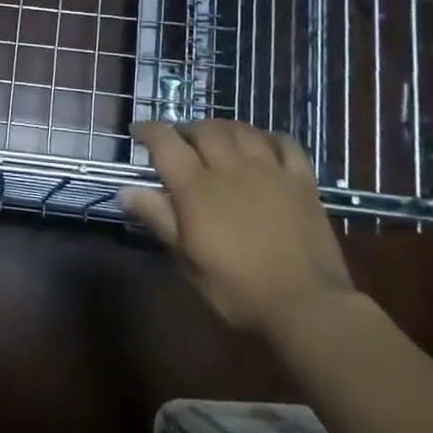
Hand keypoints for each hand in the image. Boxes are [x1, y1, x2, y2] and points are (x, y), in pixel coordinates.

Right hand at [120, 120, 353, 333]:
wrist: (306, 304)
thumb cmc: (237, 289)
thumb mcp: (188, 261)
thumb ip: (158, 219)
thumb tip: (125, 191)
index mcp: (197, 187)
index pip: (166, 142)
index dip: (148, 130)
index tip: (137, 131)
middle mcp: (231, 167)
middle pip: (204, 129)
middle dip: (186, 129)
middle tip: (179, 140)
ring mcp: (270, 170)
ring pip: (241, 130)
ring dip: (222, 128)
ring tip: (215, 138)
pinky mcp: (301, 180)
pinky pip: (284, 143)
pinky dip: (268, 137)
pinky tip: (262, 144)